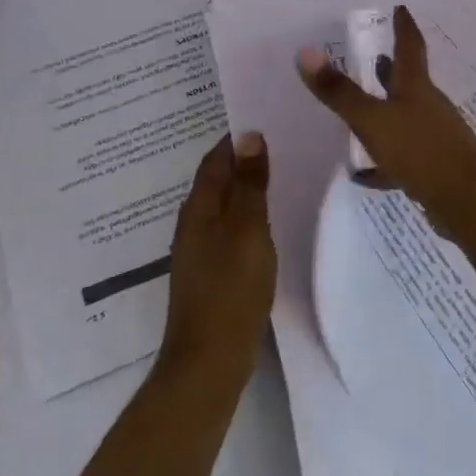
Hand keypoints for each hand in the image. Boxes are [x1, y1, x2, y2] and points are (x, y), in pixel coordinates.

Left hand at [159, 131, 274, 376]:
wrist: (210, 357)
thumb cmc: (231, 288)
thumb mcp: (247, 230)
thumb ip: (249, 185)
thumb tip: (248, 135)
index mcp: (198, 209)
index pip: (216, 159)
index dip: (238, 138)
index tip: (268, 118)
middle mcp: (194, 224)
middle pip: (218, 180)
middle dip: (243, 159)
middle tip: (281, 139)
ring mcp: (201, 250)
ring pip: (224, 205)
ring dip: (246, 186)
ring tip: (279, 171)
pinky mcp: (213, 271)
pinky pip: (231, 228)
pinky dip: (248, 214)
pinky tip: (269, 219)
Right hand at [296, 5, 475, 227]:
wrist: (465, 200)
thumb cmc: (420, 150)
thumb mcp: (372, 120)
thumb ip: (340, 91)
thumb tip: (306, 51)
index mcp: (416, 88)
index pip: (410, 47)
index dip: (403, 26)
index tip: (400, 8)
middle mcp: (428, 107)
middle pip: (408, 82)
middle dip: (391, 69)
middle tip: (374, 55)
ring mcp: (434, 137)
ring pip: (405, 118)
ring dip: (386, 111)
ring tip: (362, 110)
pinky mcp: (433, 168)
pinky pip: (403, 157)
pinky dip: (384, 161)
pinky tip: (364, 173)